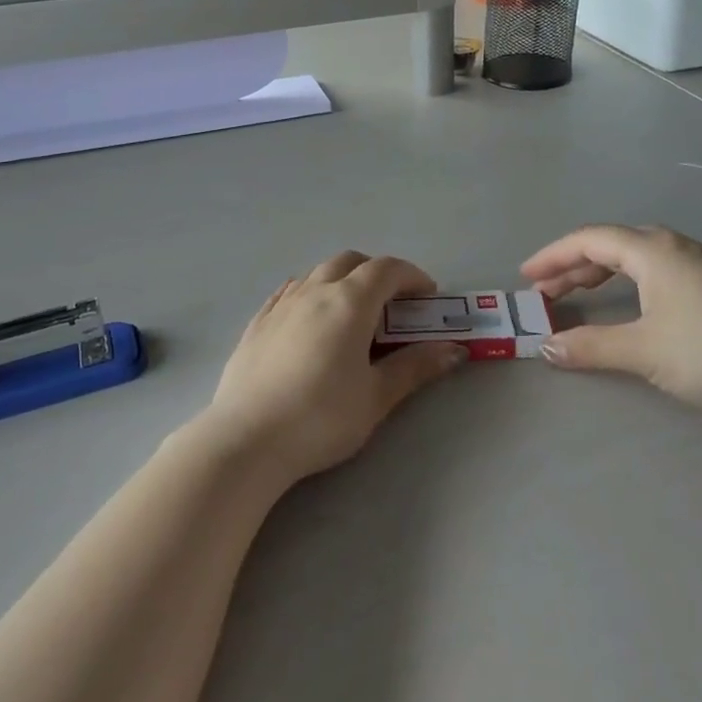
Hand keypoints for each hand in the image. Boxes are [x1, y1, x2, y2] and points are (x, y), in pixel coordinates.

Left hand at [204, 251, 465, 483]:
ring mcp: (281, 303)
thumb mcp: (377, 396)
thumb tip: (453, 350)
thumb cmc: (321, 417)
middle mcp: (314, 290)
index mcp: (349, 301)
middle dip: (377, 273)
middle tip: (393, 303)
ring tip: (352, 314)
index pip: (387, 269)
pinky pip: (290, 291)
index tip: (428, 296)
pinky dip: (311, 293)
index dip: (412, 276)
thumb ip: (415, 367)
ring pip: (318, 272)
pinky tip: (310, 319)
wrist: (247, 439)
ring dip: (342, 280)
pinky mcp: (257, 322)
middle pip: (351, 261)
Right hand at [522, 225, 701, 421]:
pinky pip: (652, 270)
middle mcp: (672, 247)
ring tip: (575, 294)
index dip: (552, 256)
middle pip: (610, 244)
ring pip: (633, 257)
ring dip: (598, 274)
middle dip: (572, 265)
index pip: (588, 240)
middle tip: (544, 290)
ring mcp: (696, 264)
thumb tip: (546, 348)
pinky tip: (627, 303)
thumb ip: (590, 347)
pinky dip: (625, 282)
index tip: (526, 277)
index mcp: (652, 250)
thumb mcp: (643, 350)